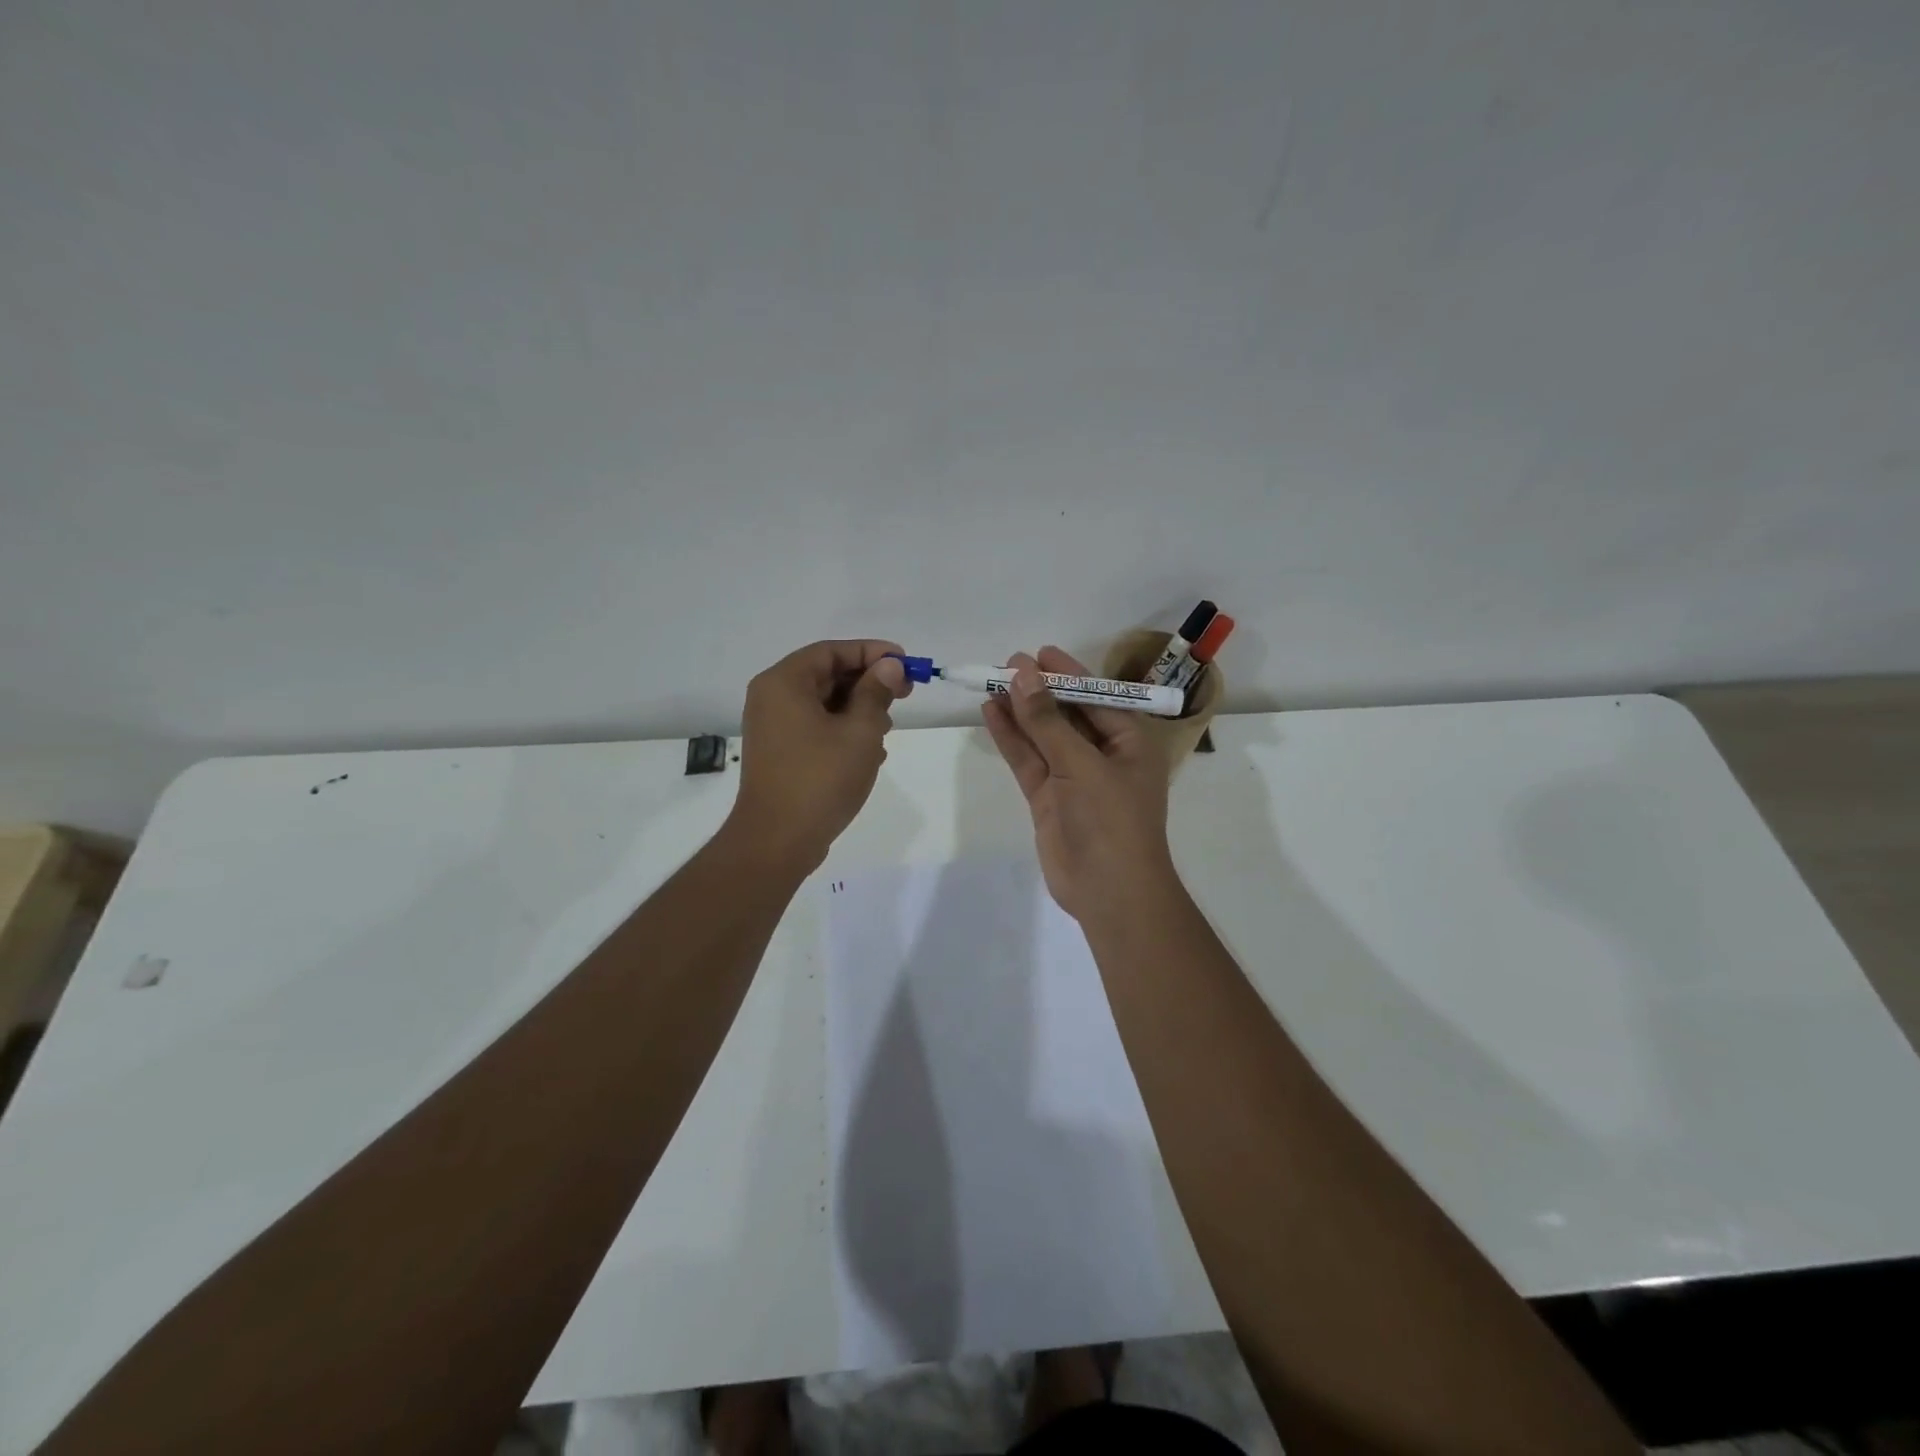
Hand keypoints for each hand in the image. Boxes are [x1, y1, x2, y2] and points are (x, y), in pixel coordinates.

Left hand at [724, 640, 910, 872]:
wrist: (778, 841)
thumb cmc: (821, 779)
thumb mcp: (860, 731)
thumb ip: (876, 692)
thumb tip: (890, 666)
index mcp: (784, 683)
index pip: (832, 651)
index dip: (872, 652)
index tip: (905, 663)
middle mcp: (772, 698)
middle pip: (827, 675)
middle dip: (868, 683)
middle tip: (906, 694)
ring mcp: (774, 727)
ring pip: (824, 703)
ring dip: (859, 710)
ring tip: (887, 730)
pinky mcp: (780, 753)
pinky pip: (816, 728)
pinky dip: (843, 731)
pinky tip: (870, 753)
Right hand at [981, 646, 1175, 922]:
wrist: (1108, 891)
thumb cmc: (1110, 819)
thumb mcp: (1081, 764)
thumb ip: (1048, 721)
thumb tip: (1023, 675)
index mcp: (1129, 742)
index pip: (1096, 697)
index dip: (1067, 674)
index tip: (1038, 652)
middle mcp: (1102, 755)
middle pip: (1066, 713)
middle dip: (1039, 690)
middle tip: (1007, 664)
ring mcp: (1073, 778)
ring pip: (1043, 736)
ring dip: (1020, 711)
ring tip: (992, 682)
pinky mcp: (1049, 798)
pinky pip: (1028, 760)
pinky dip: (1011, 738)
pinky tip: (991, 713)